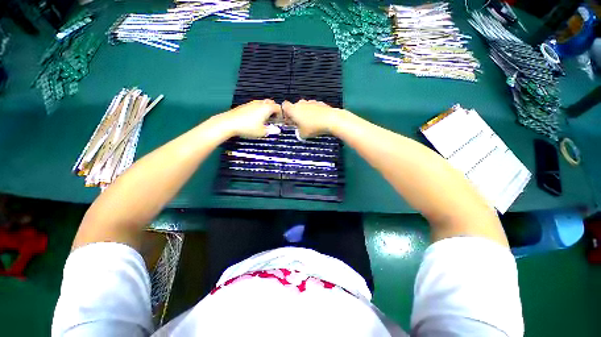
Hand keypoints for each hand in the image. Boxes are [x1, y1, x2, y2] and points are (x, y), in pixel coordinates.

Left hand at [217, 99, 281, 137]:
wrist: (229, 123)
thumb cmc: (247, 127)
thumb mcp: (262, 132)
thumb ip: (271, 130)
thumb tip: (277, 130)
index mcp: (267, 108)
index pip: (278, 107)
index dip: (281, 114)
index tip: (280, 120)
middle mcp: (260, 103)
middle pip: (270, 103)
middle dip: (274, 109)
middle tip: (274, 118)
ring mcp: (251, 103)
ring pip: (262, 104)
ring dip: (266, 109)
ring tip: (265, 119)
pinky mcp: (245, 106)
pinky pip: (255, 106)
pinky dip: (258, 110)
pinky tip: (255, 119)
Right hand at [282, 100, 343, 137]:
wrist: (331, 120)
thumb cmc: (314, 127)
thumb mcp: (303, 135)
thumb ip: (298, 133)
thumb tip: (299, 133)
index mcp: (293, 110)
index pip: (284, 106)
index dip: (285, 113)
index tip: (289, 119)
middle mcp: (301, 103)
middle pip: (295, 107)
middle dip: (297, 114)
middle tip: (300, 123)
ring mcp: (311, 102)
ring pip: (305, 107)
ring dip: (306, 113)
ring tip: (310, 123)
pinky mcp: (320, 103)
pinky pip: (314, 108)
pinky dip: (315, 113)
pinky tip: (318, 121)